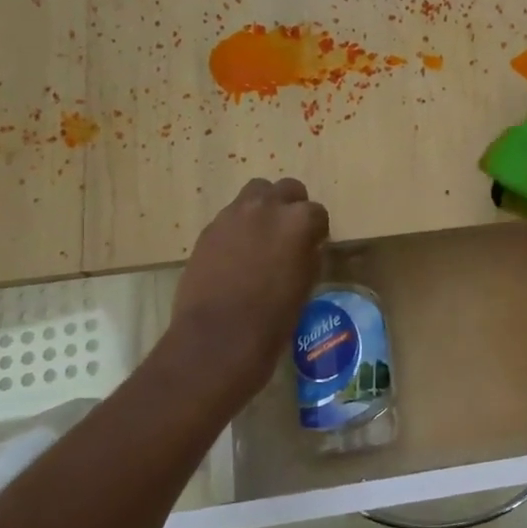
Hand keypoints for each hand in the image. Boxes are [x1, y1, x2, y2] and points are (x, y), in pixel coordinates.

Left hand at [161, 177, 329, 412]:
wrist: (218, 338)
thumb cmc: (274, 318)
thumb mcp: (306, 284)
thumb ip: (308, 253)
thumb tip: (305, 245)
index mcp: (298, 221)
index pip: (317, 212)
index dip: (317, 230)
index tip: (315, 245)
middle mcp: (267, 207)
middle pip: (286, 189)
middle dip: (292, 206)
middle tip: (289, 233)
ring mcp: (233, 215)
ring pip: (255, 192)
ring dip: (264, 207)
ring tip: (262, 236)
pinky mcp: (209, 229)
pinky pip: (231, 216)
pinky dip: (239, 226)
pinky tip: (237, 253)